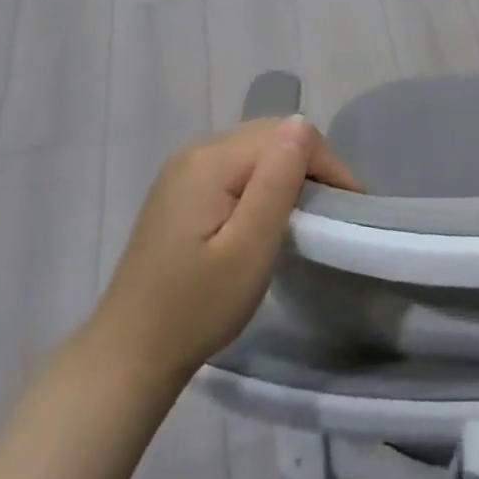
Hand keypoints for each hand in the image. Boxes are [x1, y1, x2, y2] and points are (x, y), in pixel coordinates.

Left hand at [88, 115, 360, 391]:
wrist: (130, 353)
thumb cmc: (197, 306)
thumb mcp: (250, 247)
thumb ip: (277, 181)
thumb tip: (302, 124)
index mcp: (210, 161)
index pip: (286, 134)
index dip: (325, 163)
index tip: (349, 205)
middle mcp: (195, 152)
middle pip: (269, 135)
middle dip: (310, 163)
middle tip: (334, 207)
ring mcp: (183, 171)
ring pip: (254, 149)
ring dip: (288, 171)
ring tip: (310, 210)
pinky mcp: (180, 191)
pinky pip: (236, 167)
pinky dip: (263, 181)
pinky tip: (270, 213)